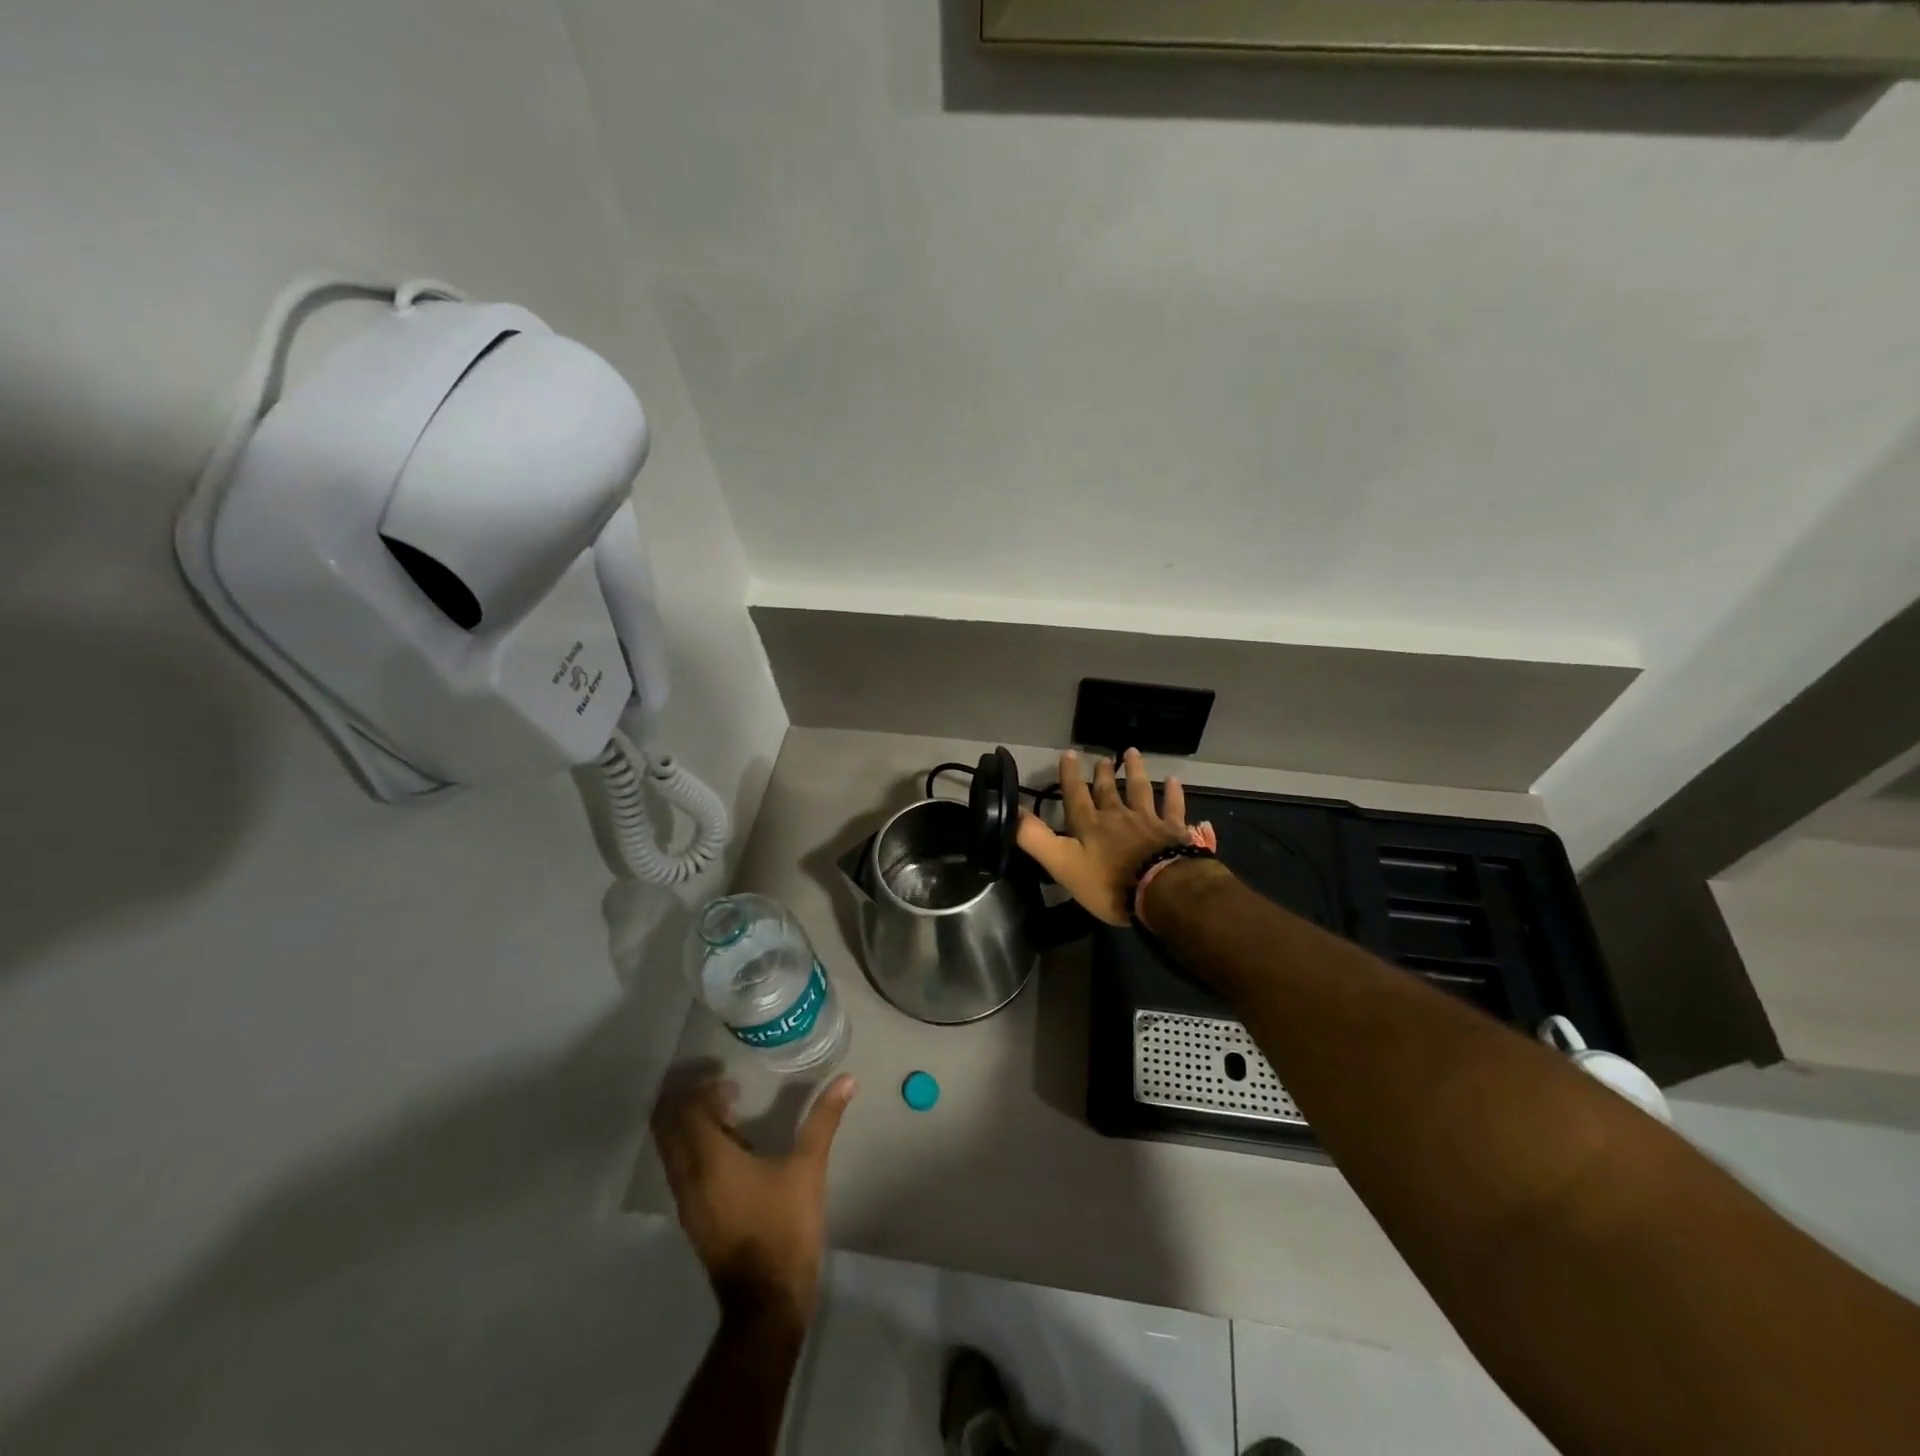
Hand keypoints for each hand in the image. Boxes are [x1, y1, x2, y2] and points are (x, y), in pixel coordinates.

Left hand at [651, 1069, 856, 1322]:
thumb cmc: (785, 1227)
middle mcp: (687, 1176)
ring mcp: (685, 1200)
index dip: (699, 1085)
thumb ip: (823, 1119)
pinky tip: (733, 1146)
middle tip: (724, 1085)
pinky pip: (682, 1167)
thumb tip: (847, 1079)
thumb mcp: (808, 1167)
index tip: (729, 1075)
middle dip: (688, 1099)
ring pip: (672, 1147)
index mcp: (708, 1159)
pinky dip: (696, 1146)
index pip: (684, 1109)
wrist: (767, 1302)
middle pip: (667, 1125)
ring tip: (732, 1111)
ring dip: (692, 1123)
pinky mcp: (693, 1216)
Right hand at [1015, 748, 1189, 925]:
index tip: (1068, 754)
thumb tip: (1013, 813)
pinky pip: (1173, 807)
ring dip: (1134, 771)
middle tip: (1101, 757)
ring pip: (1140, 790)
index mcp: (1089, 825)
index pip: (1075, 795)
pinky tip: (1174, 780)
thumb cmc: (1108, 883)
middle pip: (1107, 790)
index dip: (1069, 776)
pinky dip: (1173, 793)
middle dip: (1102, 773)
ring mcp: (1147, 821)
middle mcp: (1117, 816)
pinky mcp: (1172, 831)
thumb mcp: (1062, 864)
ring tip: (1131, 753)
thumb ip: (1036, 839)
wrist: (1160, 890)